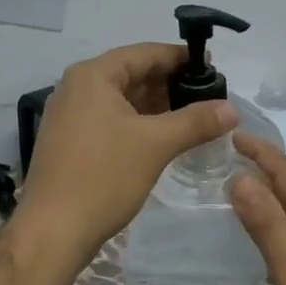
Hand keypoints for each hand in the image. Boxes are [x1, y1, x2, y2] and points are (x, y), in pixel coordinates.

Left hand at [16, 43, 238, 267]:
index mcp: (92, 76)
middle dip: (170, 84)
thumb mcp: (156, 144)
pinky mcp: (70, 143)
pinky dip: (138, 124)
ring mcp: (70, 117)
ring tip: (194, 116)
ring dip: (156, 106)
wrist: (53, 231)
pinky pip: (111, 121)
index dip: (179, 58)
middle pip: (132, 75)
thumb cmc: (103, 176)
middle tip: (208, 95)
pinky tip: (164, 138)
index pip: (143, 53)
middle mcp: (76, 88)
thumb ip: (196, 121)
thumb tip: (232, 109)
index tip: (211, 65)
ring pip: (122, 100)